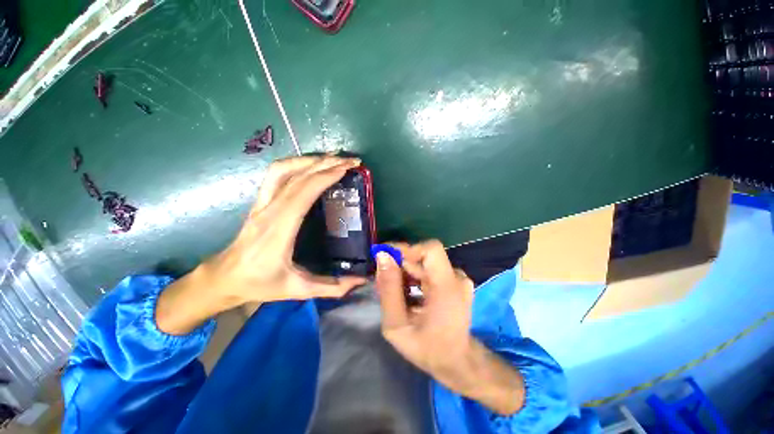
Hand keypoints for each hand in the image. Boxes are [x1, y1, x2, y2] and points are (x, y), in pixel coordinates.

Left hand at [156, 155, 366, 334]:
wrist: (224, 277)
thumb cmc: (259, 284)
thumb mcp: (297, 290)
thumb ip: (331, 287)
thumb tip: (361, 280)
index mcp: (278, 230)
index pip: (302, 193)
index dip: (325, 177)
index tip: (347, 169)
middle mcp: (269, 210)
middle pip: (296, 176)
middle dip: (325, 164)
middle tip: (350, 161)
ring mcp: (262, 203)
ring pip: (283, 170)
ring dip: (309, 160)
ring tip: (333, 159)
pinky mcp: (261, 201)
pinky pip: (276, 174)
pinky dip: (296, 164)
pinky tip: (311, 166)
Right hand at [375, 240, 524, 414]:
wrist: (457, 362)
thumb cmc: (427, 350)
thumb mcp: (397, 326)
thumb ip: (389, 289)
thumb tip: (382, 256)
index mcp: (447, 288)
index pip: (431, 249)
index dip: (407, 249)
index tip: (386, 258)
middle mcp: (456, 278)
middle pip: (423, 257)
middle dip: (400, 264)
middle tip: (383, 282)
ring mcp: (458, 279)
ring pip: (425, 263)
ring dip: (406, 272)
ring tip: (395, 292)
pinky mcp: (455, 281)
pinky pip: (430, 269)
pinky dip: (415, 277)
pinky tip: (408, 293)